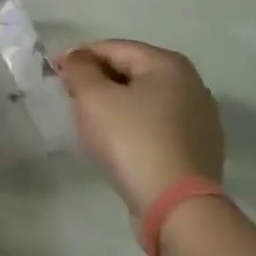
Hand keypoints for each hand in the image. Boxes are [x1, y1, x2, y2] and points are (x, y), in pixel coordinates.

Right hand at [57, 40, 223, 219]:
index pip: (113, 48)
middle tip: (70, 96)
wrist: (177, 208)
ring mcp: (200, 120)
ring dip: (115, 104)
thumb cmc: (132, 140)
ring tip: (90, 121)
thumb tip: (77, 59)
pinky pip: (157, 126)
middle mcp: (192, 85)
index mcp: (169, 64)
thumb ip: (79, 68)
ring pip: (144, 101)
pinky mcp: (199, 151)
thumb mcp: (93, 96)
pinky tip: (117, 144)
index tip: (55, 72)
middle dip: (98, 80)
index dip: (79, 56)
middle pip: (131, 72)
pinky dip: (134, 127)